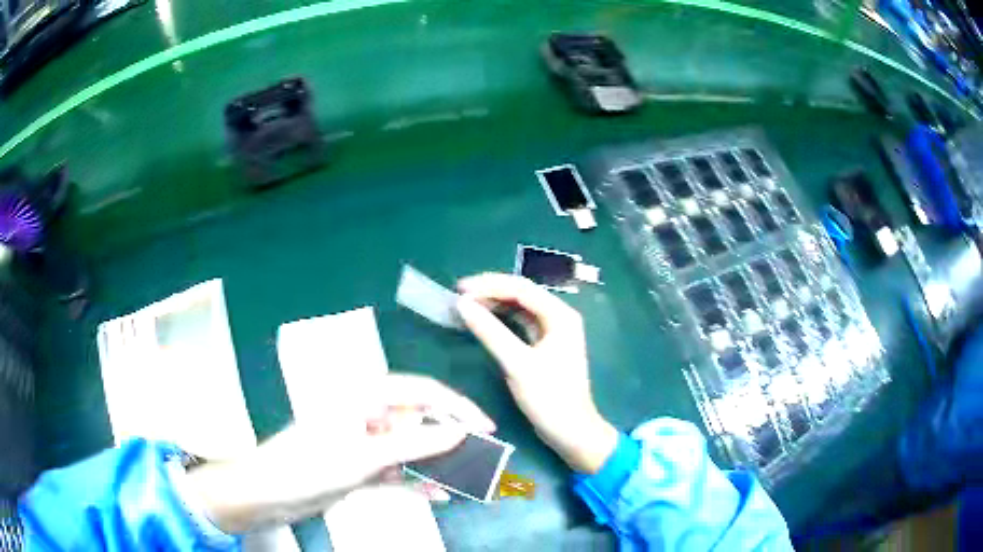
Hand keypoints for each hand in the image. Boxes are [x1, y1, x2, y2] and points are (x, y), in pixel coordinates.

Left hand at [185, 373, 494, 532]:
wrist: (268, 494)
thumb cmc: (310, 464)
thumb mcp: (365, 455)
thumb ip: (414, 444)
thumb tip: (460, 432)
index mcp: (364, 397)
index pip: (421, 392)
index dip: (456, 407)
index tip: (486, 429)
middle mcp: (366, 416)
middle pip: (418, 422)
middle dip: (449, 440)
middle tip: (482, 459)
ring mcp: (363, 444)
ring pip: (409, 450)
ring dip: (435, 465)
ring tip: (465, 480)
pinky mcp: (360, 468)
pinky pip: (396, 473)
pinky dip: (415, 484)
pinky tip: (438, 496)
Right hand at [456, 273, 617, 473]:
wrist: (571, 431)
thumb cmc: (549, 398)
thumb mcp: (517, 365)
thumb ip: (490, 332)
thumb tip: (463, 304)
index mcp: (560, 315)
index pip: (521, 288)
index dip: (488, 285)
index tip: (459, 289)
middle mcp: (559, 317)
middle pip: (521, 294)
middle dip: (490, 292)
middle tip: (459, 296)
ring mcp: (553, 331)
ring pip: (520, 308)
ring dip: (494, 305)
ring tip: (466, 305)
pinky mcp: (545, 346)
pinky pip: (521, 324)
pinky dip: (501, 321)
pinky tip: (483, 321)